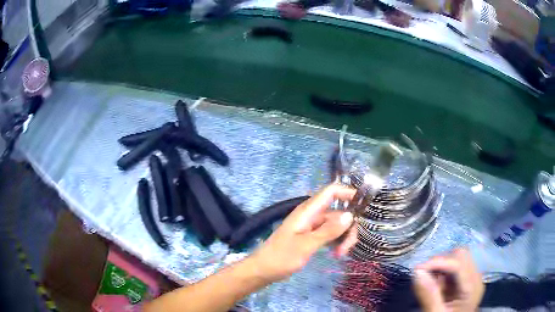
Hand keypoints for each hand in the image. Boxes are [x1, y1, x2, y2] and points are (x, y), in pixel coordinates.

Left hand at [250, 184, 356, 282]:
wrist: (262, 270)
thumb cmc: (281, 257)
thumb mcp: (306, 245)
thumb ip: (328, 231)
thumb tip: (351, 215)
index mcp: (308, 211)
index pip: (331, 191)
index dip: (349, 193)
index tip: (364, 208)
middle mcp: (312, 215)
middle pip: (339, 213)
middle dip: (347, 228)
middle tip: (346, 249)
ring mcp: (312, 226)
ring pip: (336, 225)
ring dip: (342, 238)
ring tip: (340, 255)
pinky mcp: (311, 236)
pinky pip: (329, 234)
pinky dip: (335, 242)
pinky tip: (336, 254)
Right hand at [413, 248, 484, 311]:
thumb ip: (429, 296)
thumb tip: (417, 272)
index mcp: (472, 287)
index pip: (459, 263)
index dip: (439, 262)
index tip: (417, 269)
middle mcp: (475, 278)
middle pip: (461, 256)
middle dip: (440, 262)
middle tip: (423, 275)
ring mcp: (471, 278)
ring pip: (457, 258)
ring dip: (440, 266)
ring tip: (428, 282)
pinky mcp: (465, 281)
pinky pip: (454, 268)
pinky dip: (442, 272)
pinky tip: (434, 284)